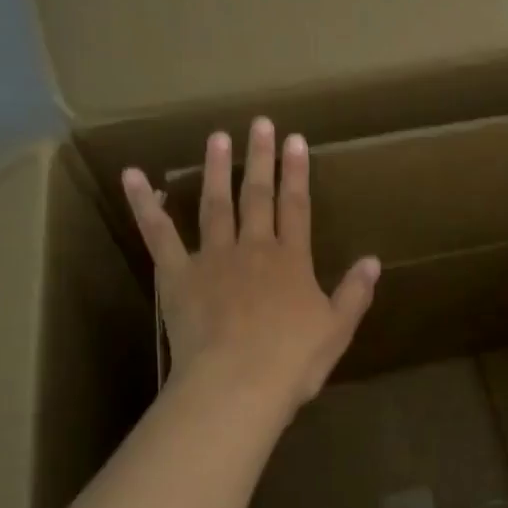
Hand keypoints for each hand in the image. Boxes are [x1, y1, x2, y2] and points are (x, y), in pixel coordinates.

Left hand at [120, 118, 379, 421]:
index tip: (295, 140)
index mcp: (292, 260)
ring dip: (217, 169)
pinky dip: (145, 205)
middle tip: (260, 123)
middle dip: (261, 159)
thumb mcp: (337, 329)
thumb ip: (354, 293)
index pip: (297, 206)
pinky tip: (133, 177)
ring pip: (215, 204)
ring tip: (216, 137)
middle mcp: (254, 248)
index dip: (297, 172)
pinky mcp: (177, 275)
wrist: (236, 384)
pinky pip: (158, 234)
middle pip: (258, 196)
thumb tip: (374, 261)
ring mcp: (213, 258)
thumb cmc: (291, 361)